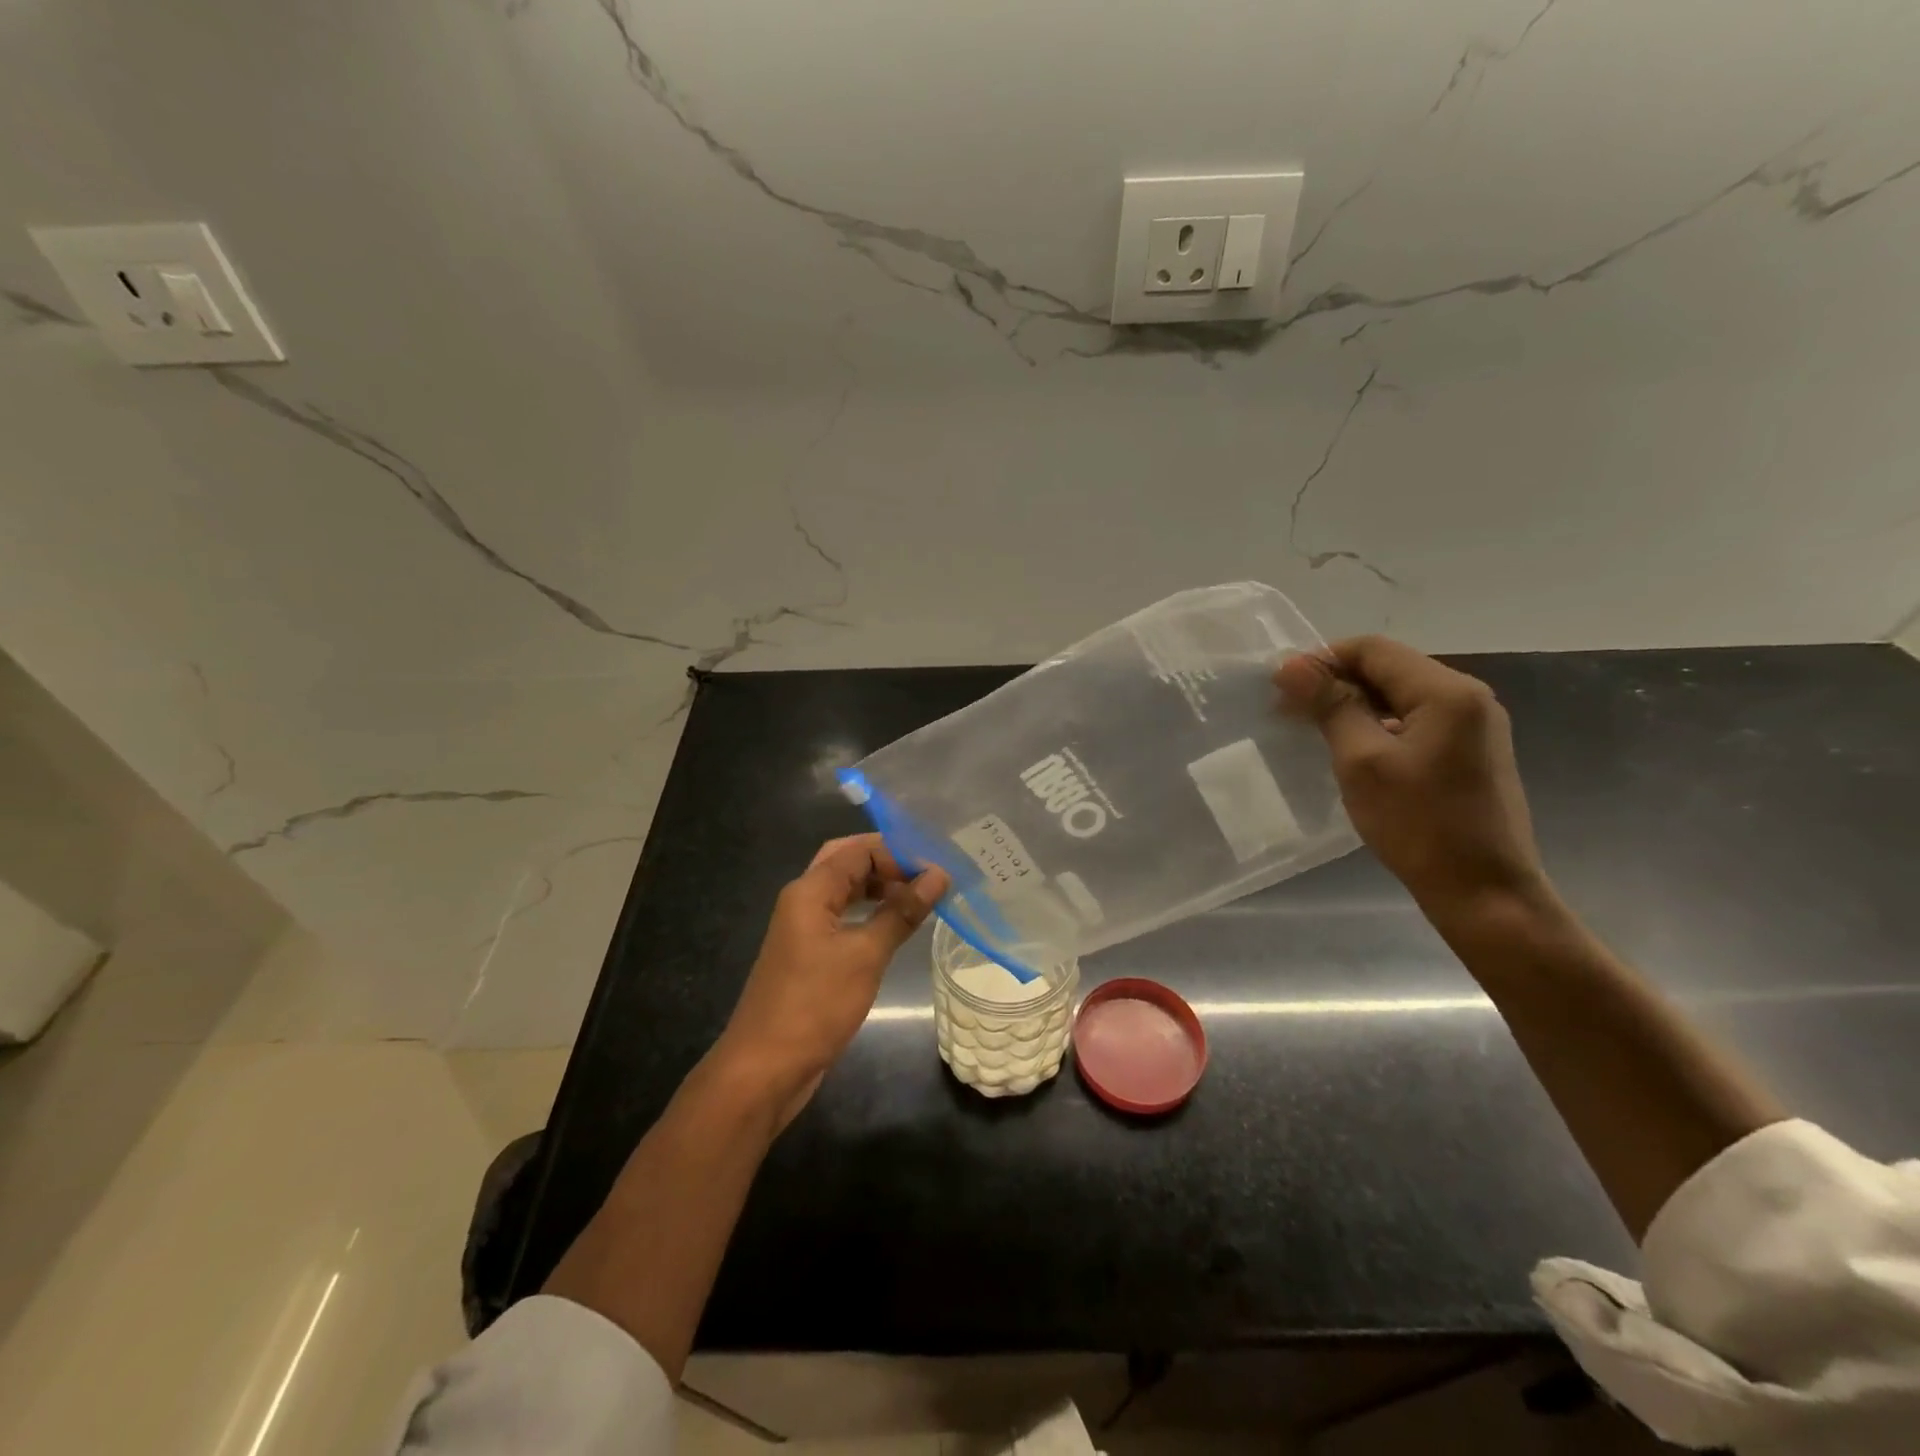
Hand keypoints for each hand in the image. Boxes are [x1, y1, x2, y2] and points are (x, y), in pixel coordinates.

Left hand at [712, 834, 948, 1126]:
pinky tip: (895, 926)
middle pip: (847, 863)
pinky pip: (843, 918)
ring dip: (880, 888)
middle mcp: (803, 901)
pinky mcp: (808, 955)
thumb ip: (902, 912)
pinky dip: (870, 914)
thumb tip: (938, 875)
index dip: (899, 852)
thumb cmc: (814, 1005)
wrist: (764, 1068)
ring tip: (921, 896)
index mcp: (810, 891)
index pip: (858, 850)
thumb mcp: (866, 956)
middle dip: (888, 863)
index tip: (938, 866)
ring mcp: (803, 929)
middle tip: (928, 874)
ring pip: (845, 891)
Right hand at [1276, 635, 1551, 925]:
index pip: (1374, 649)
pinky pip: (1416, 720)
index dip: (1322, 659)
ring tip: (1312, 729)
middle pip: (1389, 668)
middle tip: (1288, 709)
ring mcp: (1474, 726)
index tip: (1280, 686)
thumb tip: (1292, 665)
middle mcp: (1468, 697)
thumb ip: (1330, 706)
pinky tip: (1351, 749)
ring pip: (1401, 695)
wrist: (1484, 892)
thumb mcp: (1362, 761)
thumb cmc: (1419, 824)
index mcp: (1447, 692)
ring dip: (1354, 704)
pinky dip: (1378, 724)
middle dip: (1336, 681)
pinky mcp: (1470, 752)